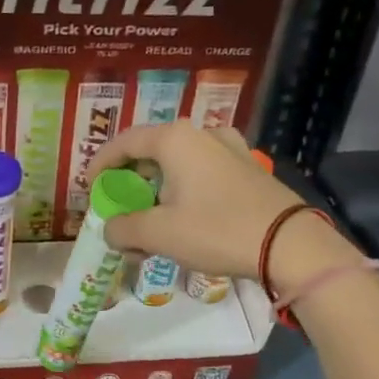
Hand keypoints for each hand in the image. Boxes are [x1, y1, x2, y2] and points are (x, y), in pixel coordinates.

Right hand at [83, 122, 358, 287]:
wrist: (288, 244)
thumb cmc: (215, 230)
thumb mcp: (159, 234)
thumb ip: (124, 228)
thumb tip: (111, 230)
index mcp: (175, 139)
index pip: (124, 142)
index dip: (101, 164)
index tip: (90, 188)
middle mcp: (201, 134)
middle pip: (152, 152)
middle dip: (131, 182)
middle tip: (119, 207)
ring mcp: (229, 149)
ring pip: (179, 164)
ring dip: (157, 189)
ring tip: (150, 220)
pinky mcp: (247, 169)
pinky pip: (202, 174)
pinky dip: (183, 192)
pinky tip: (183, 219)